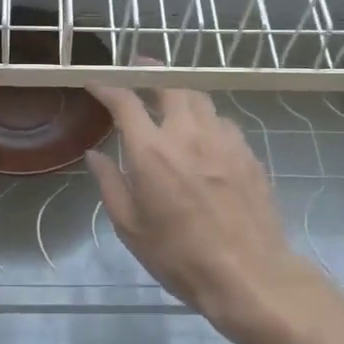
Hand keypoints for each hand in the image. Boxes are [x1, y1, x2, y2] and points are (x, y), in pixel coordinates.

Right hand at [85, 81, 342, 343]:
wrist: (248, 275)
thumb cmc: (179, 256)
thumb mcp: (130, 227)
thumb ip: (110, 183)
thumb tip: (96, 154)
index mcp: (151, 151)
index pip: (125, 101)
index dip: (107, 86)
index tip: (96, 83)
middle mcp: (187, 133)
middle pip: (169, 85)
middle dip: (150, 71)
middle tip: (139, 69)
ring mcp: (223, 140)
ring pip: (200, 98)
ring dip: (180, 92)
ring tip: (171, 97)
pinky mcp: (247, 153)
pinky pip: (222, 122)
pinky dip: (206, 118)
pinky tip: (203, 133)